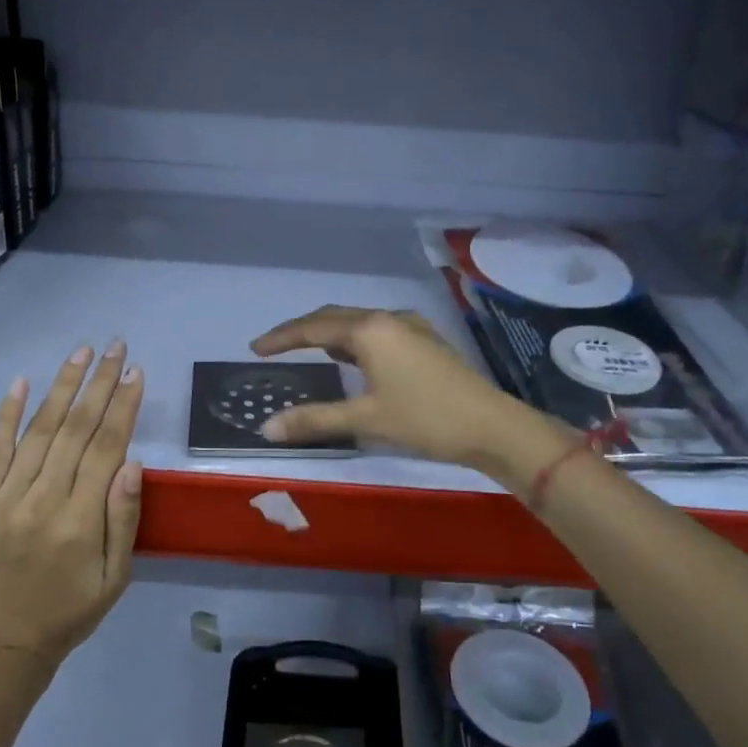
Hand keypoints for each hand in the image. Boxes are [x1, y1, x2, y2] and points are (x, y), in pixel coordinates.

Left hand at [0, 341, 144, 664]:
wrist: (5, 645)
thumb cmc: (72, 611)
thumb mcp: (116, 576)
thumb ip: (124, 518)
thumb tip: (132, 463)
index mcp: (79, 521)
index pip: (106, 448)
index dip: (122, 406)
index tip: (135, 372)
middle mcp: (41, 501)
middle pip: (75, 430)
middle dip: (98, 384)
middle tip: (115, 347)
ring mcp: (4, 499)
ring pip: (38, 432)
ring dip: (61, 387)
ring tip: (80, 353)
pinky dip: (6, 415)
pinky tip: (21, 383)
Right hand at [249, 307, 540, 471]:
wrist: (492, 425)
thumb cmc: (425, 419)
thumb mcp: (366, 419)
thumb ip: (315, 419)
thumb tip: (267, 428)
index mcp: (370, 330)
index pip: (313, 327)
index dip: (281, 337)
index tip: (255, 348)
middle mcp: (388, 319)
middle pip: (334, 318)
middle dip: (303, 331)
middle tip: (275, 347)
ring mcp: (411, 328)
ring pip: (359, 324)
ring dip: (331, 335)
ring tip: (310, 353)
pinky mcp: (426, 341)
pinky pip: (378, 332)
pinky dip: (355, 342)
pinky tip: (355, 360)